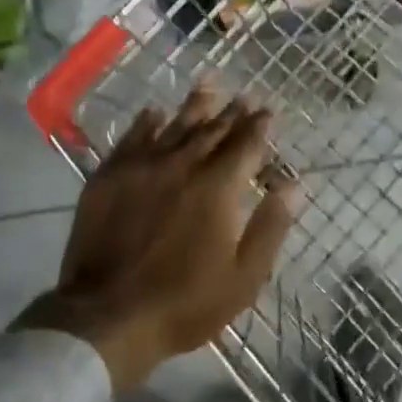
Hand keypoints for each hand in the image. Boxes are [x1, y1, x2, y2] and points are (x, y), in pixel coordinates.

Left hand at [17, 85, 301, 393]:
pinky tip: (154, 112)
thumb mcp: (244, 276)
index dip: (259, 126)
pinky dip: (147, 122)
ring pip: (174, 125)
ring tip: (208, 84)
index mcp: (218, 187)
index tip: (268, 111)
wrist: (106, 318)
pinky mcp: (109, 177)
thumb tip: (295, 186)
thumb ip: (271, 226)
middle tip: (244, 96)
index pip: (245, 145)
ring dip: (195, 105)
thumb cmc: (185, 302)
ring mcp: (142, 168)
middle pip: (212, 130)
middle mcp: (182, 165)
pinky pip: (132, 138)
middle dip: (232, 112)